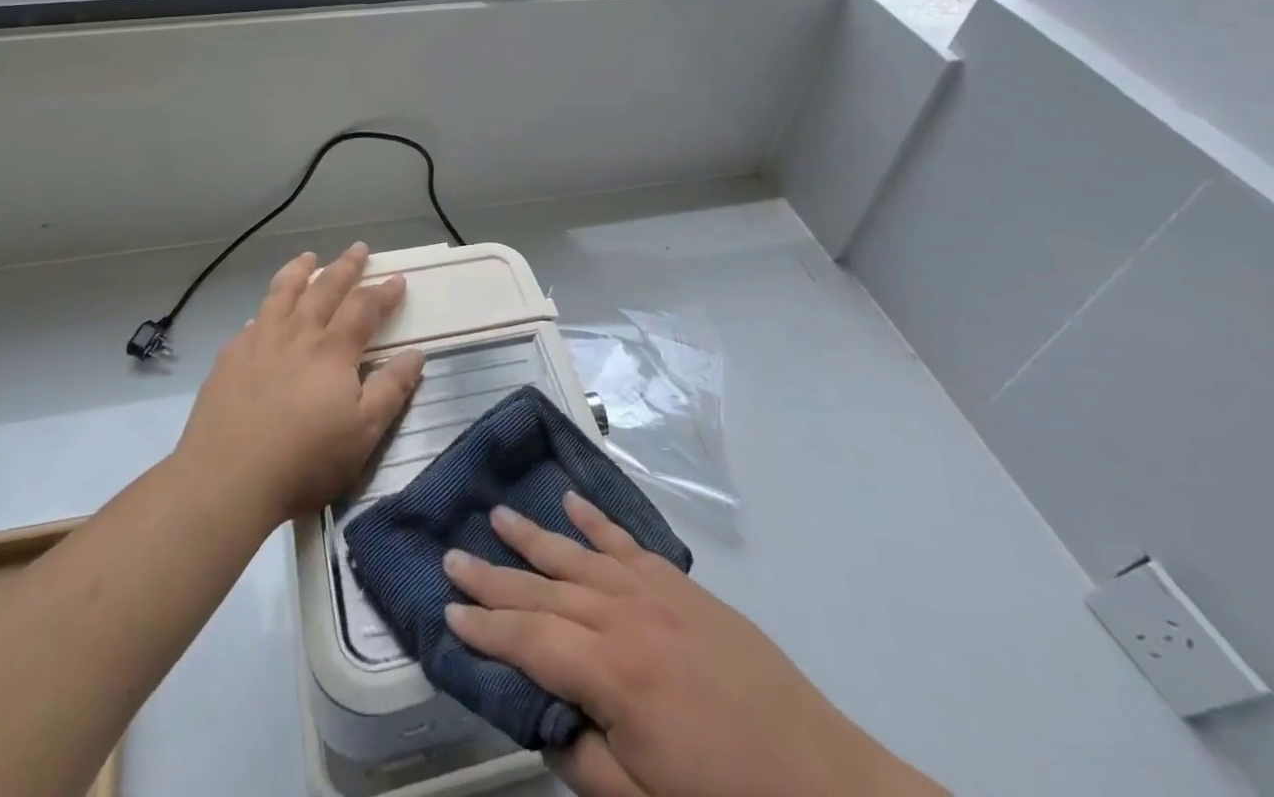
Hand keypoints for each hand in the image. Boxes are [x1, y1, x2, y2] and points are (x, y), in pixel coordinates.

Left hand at [174, 243, 424, 527]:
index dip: (383, 292)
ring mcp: (259, 342)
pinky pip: (252, 321)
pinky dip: (265, 309)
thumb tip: (416, 354)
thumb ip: (391, 389)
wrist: (227, 479)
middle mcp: (297, 334)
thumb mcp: (364, 432)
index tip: (397, 278)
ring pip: (282, 293)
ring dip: (299, 271)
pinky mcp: (229, 358)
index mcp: (333, 350)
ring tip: (308, 256)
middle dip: (346, 266)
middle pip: (325, 289)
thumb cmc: (305, 460)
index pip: (363, 307)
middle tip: (359, 248)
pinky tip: (263, 314)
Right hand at [443, 493, 945, 796]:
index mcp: (612, 674)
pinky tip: (571, 504)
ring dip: (535, 537)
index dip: (485, 628)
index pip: (528, 640)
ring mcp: (656, 592)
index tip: (447, 610)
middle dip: (494, 576)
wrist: (826, 784)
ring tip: (497, 516)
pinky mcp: (682, 586)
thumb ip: (581, 758)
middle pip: (544, 590)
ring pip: (578, 556)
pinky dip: (595, 522)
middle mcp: (625, 616)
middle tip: (452, 557)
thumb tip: (541, 715)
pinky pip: (627, 543)